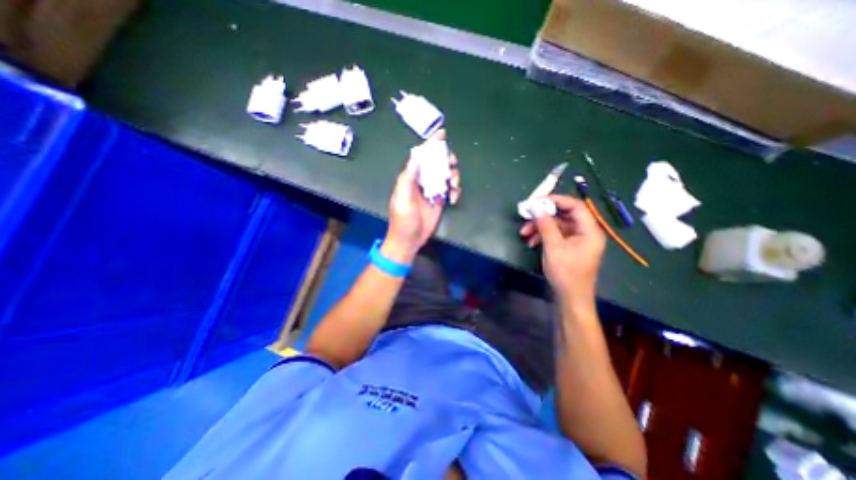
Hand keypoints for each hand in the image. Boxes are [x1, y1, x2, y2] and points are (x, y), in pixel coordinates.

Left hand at [385, 129, 461, 262]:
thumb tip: (416, 157)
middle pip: (436, 163)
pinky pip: (450, 189)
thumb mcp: (403, 199)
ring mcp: (431, 190)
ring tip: (453, 187)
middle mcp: (422, 180)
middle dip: (446, 161)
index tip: (442, 135)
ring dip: (453, 177)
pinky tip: (453, 198)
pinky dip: (455, 191)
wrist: (410, 240)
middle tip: (452, 165)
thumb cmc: (403, 220)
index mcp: (411, 177)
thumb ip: (408, 178)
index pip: (421, 157)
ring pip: (445, 175)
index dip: (431, 145)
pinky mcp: (439, 200)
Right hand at [519, 196, 603, 306]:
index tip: (538, 200)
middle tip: (527, 215)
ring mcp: (576, 240)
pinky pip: (555, 235)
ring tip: (524, 233)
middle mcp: (585, 232)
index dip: (557, 200)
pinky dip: (542, 236)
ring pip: (557, 225)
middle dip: (544, 216)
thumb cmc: (566, 273)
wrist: (570, 298)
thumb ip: (546, 225)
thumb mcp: (554, 247)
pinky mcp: (568, 247)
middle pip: (564, 215)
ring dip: (539, 227)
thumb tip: (536, 207)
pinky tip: (531, 242)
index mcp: (589, 230)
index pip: (575, 206)